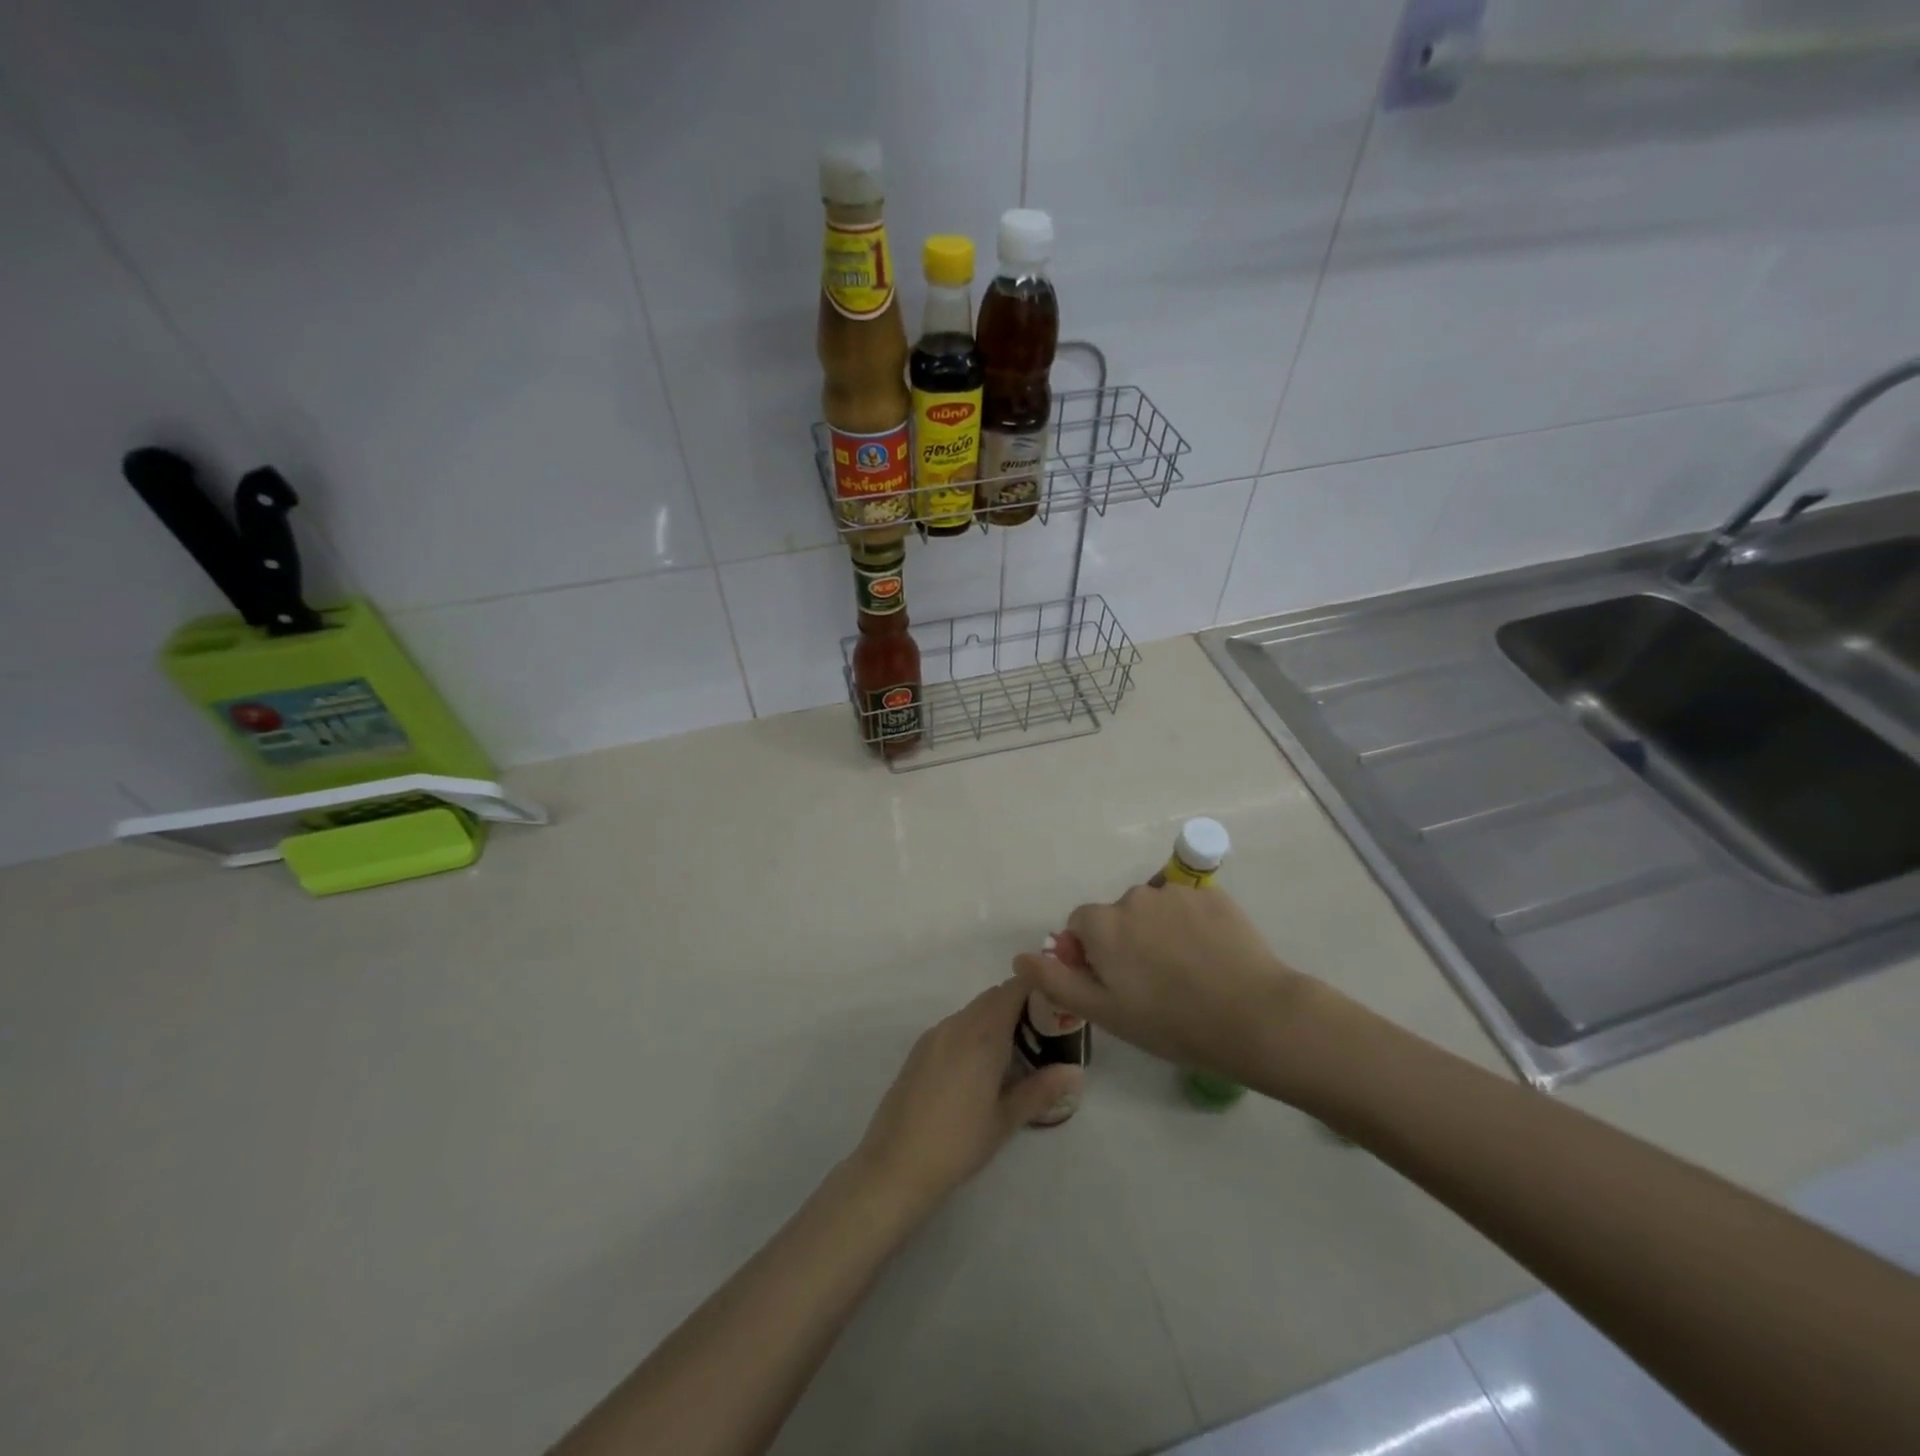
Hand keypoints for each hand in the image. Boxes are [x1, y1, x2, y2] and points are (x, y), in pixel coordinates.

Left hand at [851, 980, 1080, 1216]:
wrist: (894, 1165)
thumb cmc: (958, 1142)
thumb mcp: (1005, 1119)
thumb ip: (1041, 1090)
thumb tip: (1076, 1071)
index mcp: (982, 1035)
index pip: (1013, 989)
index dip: (1036, 988)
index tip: (1056, 1003)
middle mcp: (957, 1025)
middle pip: (992, 997)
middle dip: (1018, 1005)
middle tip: (1044, 1033)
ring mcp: (933, 1036)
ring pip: (972, 1012)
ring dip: (994, 1019)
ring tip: (1015, 1053)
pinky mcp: (918, 1051)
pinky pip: (954, 1028)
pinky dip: (973, 1032)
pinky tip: (980, 1068)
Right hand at [1014, 884, 1313, 1082]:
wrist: (1254, 1017)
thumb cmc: (1171, 1022)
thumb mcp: (1104, 1012)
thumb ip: (1056, 980)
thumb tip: (1019, 957)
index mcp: (1104, 923)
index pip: (1081, 925)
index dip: (1093, 954)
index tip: (1117, 984)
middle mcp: (1134, 897)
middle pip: (1118, 915)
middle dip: (1127, 940)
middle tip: (1155, 984)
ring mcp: (1177, 893)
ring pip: (1155, 909)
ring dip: (1160, 931)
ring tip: (1188, 972)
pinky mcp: (1213, 895)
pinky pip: (1189, 906)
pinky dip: (1193, 925)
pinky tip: (1212, 957)